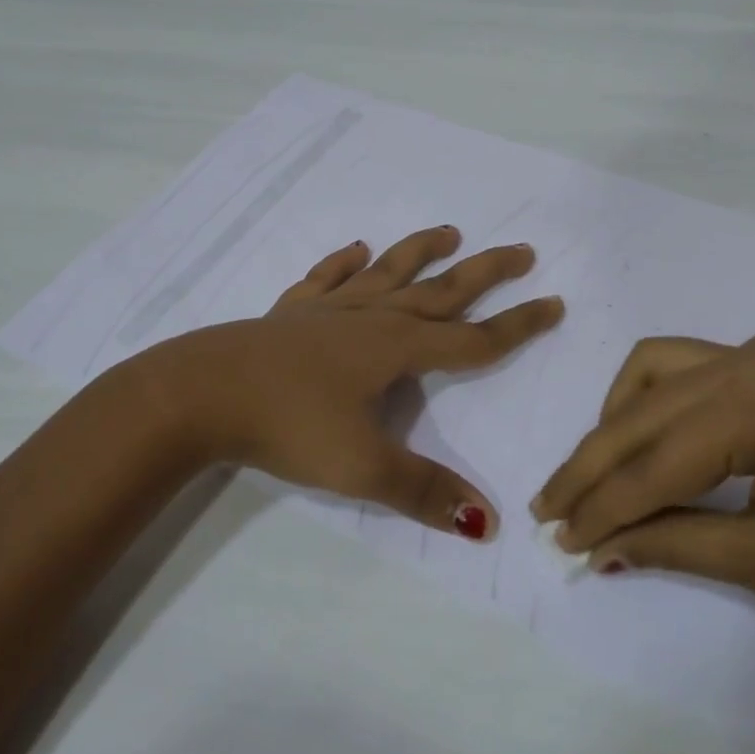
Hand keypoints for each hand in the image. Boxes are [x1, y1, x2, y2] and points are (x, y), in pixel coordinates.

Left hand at [145, 226, 562, 540]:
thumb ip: (425, 492)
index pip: (473, 339)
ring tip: (449, 232)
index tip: (555, 304)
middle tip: (522, 250)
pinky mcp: (288, 313)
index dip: (517, 325)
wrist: (199, 393)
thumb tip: (489, 521)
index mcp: (396, 348)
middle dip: (485, 272)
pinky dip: (342, 264)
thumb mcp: (362, 467)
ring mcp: (326, 310)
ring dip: (420, 252)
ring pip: (386, 273)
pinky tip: (354, 251)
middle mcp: (369, 318)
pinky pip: (324, 280)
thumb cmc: (287, 425)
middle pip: (440, 291)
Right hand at [530, 328, 754, 625]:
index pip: (653, 460)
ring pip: (653, 370)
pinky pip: (686, 366)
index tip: (557, 539)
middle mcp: (751, 353)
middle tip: (550, 509)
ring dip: (615, 421)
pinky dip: (651, 400)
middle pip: (642, 412)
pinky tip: (643, 436)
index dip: (600, 505)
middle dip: (591, 465)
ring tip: (594, 474)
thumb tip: (597, 550)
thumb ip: (672, 543)